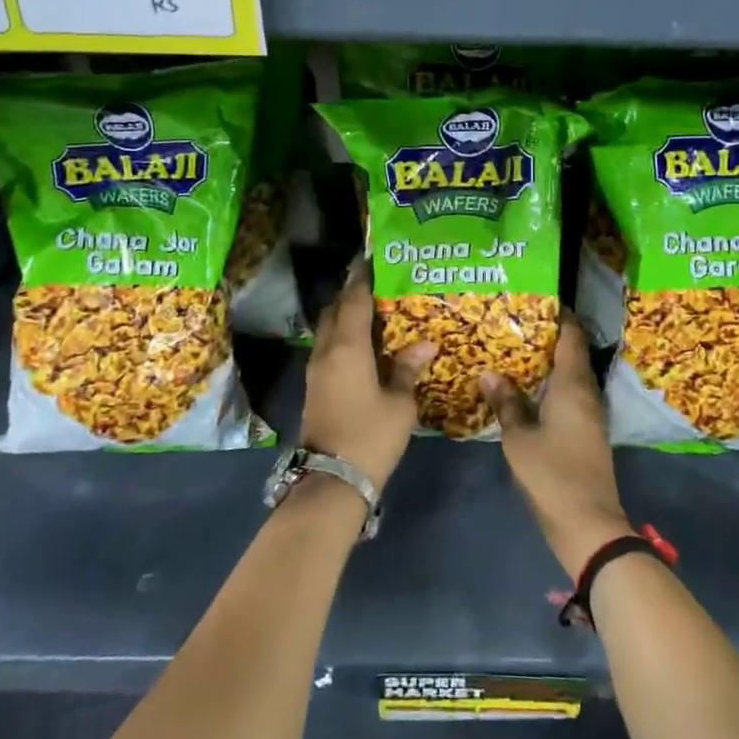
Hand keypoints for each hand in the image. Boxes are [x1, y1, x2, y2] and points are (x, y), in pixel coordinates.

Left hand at [301, 263, 433, 493]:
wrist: (331, 480)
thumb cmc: (370, 436)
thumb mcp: (399, 403)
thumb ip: (408, 369)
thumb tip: (424, 345)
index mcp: (347, 347)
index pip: (354, 300)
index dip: (363, 278)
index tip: (373, 259)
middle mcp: (326, 351)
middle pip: (335, 310)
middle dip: (351, 293)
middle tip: (377, 284)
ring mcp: (316, 369)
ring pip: (328, 329)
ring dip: (345, 315)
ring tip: (374, 311)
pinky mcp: (314, 386)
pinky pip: (328, 347)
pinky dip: (342, 336)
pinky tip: (363, 344)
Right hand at [481, 310, 631, 576]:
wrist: (589, 525)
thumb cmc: (553, 474)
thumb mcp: (519, 437)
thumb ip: (506, 403)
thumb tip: (489, 373)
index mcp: (573, 385)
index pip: (571, 335)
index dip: (559, 314)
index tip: (536, 299)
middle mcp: (587, 393)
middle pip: (571, 352)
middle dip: (547, 336)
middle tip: (514, 322)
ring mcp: (590, 414)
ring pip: (570, 375)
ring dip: (548, 362)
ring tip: (515, 350)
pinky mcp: (587, 432)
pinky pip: (569, 395)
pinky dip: (551, 384)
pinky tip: (528, 388)